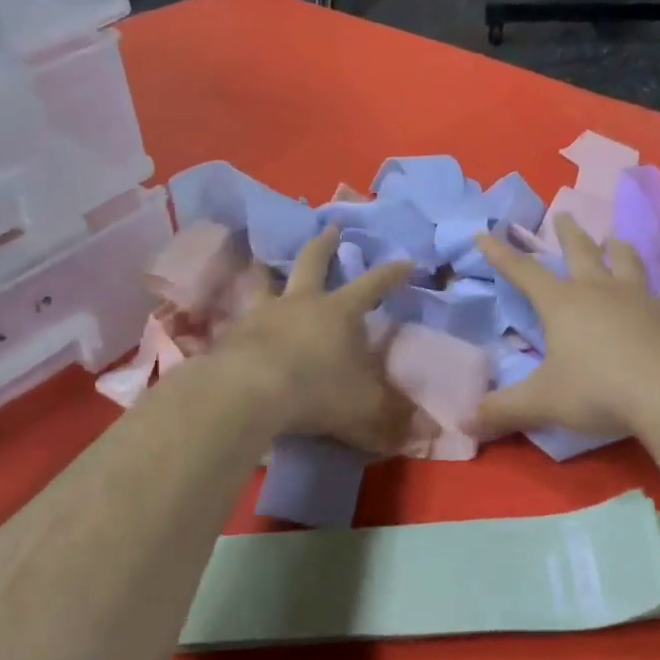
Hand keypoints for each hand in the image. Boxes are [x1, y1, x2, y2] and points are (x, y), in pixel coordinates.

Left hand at [210, 225, 416, 452]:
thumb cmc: (317, 391)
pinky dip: (242, 314)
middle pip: (313, 262)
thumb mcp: (365, 410)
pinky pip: (238, 316)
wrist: (248, 393)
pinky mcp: (231, 332)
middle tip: (330, 227)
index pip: (373, 285)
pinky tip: (237, 321)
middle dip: (325, 244)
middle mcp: (301, 302)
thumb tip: (428, 432)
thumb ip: (394, 419)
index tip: (406, 260)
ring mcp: (262, 313)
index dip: (391, 273)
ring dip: (268, 268)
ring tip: (264, 260)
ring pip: (265, 280)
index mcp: (339, 312)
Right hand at [471, 214, 659, 441]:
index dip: (501, 254)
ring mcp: (641, 298)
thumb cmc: (598, 389)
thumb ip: (503, 410)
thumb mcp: (542, 402)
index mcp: (562, 304)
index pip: (523, 272)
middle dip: (568, 234)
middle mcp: (600, 291)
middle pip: (581, 252)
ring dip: (619, 250)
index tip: (484, 233)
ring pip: (627, 263)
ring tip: (615, 240)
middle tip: (564, 215)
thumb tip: (463, 423)